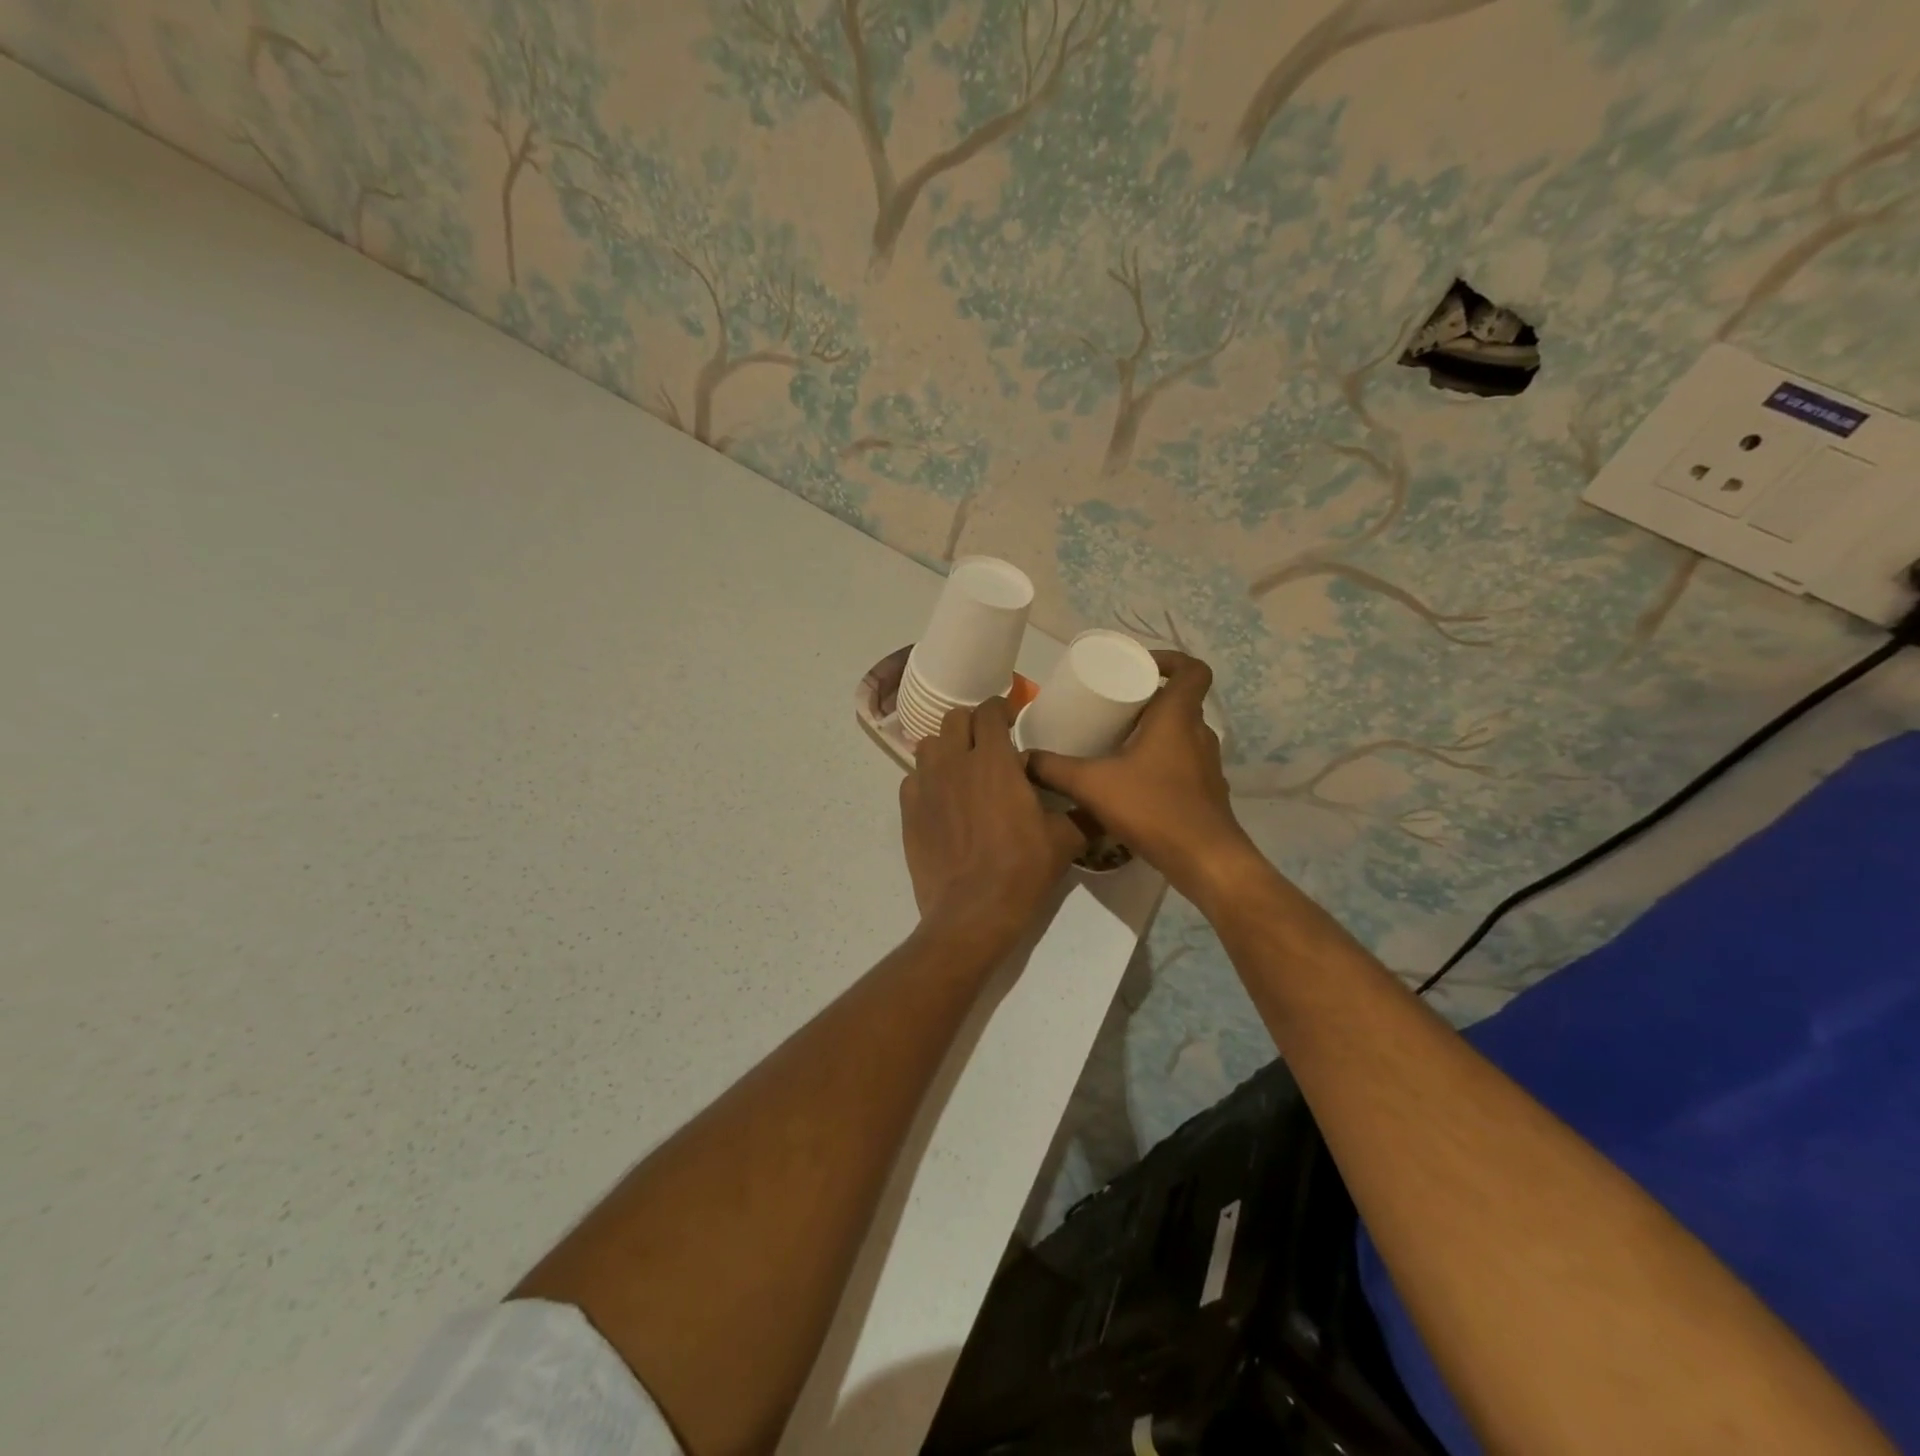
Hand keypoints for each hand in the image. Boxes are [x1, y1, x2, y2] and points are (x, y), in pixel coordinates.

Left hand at [900, 697, 1086, 951]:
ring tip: (962, 767)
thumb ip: (1081, 813)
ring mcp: (926, 785)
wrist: (972, 912)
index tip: (1011, 717)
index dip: (1000, 708)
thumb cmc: (1022, 871)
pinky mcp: (908, 810)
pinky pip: (913, 778)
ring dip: (946, 747)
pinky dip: (927, 779)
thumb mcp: (1065, 841)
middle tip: (988, 742)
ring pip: (929, 745)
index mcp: (994, 761)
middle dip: (972, 723)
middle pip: (954, 719)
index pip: (989, 711)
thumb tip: (1100, 804)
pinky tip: (942, 798)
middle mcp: (955, 763)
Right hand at [1027, 651, 1261, 903]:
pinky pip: (1183, 761)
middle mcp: (1198, 734)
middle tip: (1112, 706)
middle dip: (1148, 698)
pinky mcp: (1206, 791)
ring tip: (1116, 741)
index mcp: (1178, 717)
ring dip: (1153, 731)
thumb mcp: (1092, 785)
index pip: (1192, 670)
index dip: (1170, 660)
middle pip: (1180, 701)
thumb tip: (1023, 758)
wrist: (1206, 860)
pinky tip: (1132, 780)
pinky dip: (1160, 761)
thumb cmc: (1153, 808)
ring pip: (1181, 733)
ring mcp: (1207, 764)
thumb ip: (1053, 769)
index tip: (1140, 667)